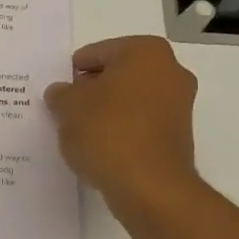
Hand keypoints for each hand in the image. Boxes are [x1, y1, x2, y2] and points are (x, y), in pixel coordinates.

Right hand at [45, 37, 199, 209]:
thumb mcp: (68, 108)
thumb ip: (61, 94)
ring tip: (80, 131)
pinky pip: (141, 123)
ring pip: (131, 99)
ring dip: (107, 110)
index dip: (74, 71)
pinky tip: (101, 147)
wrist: (150, 187)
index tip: (59, 91)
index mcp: (145, 51)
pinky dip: (121, 129)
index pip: (98, 52)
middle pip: (118, 74)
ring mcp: (179, 104)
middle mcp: (170, 70)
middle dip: (93, 89)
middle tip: (66, 108)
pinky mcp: (179, 135)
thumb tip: (61, 93)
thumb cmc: (107, 132)